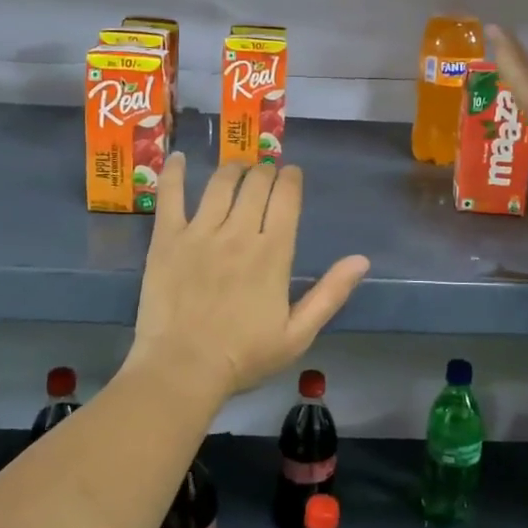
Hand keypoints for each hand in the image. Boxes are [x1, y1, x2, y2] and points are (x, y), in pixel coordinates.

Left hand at [128, 155, 368, 400]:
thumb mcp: (298, 334)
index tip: (292, 174)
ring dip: (233, 169)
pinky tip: (177, 157)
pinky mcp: (166, 239)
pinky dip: (174, 173)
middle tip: (265, 172)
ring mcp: (199, 232)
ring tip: (236, 168)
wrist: (183, 369)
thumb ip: (330, 293)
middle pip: (255, 184)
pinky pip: (170, 196)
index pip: (286, 198)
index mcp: (273, 252)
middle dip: (265, 171)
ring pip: (219, 183)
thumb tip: (361, 260)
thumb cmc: (244, 357)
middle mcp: (238, 232)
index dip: (291, 179)